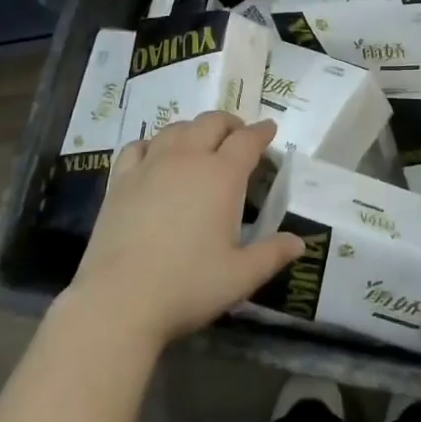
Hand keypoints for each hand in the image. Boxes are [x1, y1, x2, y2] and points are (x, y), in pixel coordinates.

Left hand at [64, 113, 302, 348]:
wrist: (120, 299)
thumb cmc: (188, 286)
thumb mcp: (240, 277)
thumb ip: (272, 254)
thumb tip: (300, 242)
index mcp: (221, 176)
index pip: (247, 140)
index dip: (261, 132)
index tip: (269, 129)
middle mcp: (187, 158)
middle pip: (211, 122)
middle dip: (230, 123)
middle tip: (238, 134)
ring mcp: (150, 165)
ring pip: (176, 129)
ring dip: (194, 129)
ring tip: (200, 141)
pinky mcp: (121, 179)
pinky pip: (138, 146)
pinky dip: (153, 143)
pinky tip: (154, 154)